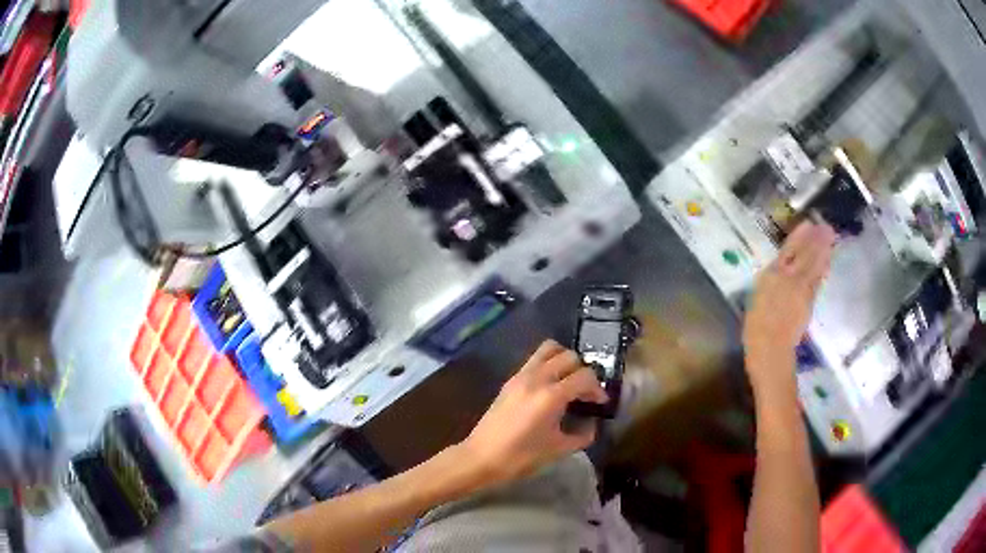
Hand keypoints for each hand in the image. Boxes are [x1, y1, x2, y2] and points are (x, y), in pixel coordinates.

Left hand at [459, 340, 607, 486]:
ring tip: (569, 382)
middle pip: (569, 356)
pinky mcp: (510, 380)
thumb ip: (582, 435)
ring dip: (564, 360)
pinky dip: (548, 365)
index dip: (597, 388)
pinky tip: (551, 388)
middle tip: (586, 392)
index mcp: (551, 396)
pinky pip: (535, 360)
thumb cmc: (520, 457)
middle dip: (583, 371)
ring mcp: (520, 376)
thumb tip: (591, 425)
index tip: (600, 402)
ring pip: (549, 349)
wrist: (480, 458)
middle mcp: (537, 378)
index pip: (584, 376)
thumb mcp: (558, 450)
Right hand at [743, 222, 835, 391]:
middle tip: (826, 226)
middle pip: (804, 254)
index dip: (799, 236)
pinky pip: (817, 279)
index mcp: (771, 275)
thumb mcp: (757, 298)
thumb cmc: (757, 327)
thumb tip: (779, 269)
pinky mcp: (809, 300)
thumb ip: (770, 281)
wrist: (769, 349)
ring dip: (823, 249)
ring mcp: (800, 288)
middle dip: (815, 240)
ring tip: (830, 236)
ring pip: (814, 264)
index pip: (787, 250)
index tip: (808, 224)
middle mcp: (787, 277)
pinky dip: (823, 267)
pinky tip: (827, 259)